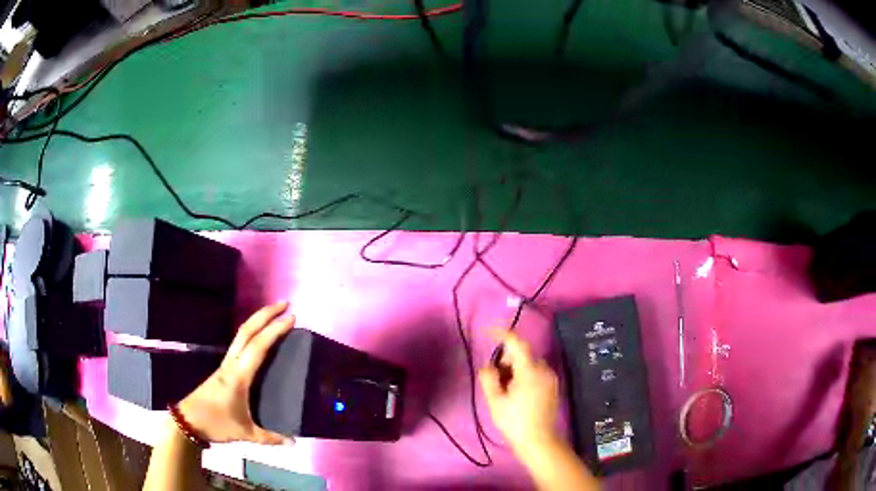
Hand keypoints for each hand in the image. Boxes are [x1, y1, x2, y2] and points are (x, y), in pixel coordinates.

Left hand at [176, 302, 295, 444]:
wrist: (188, 421)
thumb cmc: (216, 424)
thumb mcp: (245, 434)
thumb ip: (270, 438)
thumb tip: (295, 442)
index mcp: (238, 376)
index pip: (258, 347)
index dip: (274, 331)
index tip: (291, 318)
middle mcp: (231, 364)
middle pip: (246, 331)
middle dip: (265, 314)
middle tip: (285, 304)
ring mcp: (225, 365)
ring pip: (241, 335)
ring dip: (258, 321)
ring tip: (275, 315)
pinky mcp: (223, 369)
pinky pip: (239, 344)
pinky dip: (252, 334)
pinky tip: (260, 339)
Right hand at [478, 330, 560, 452]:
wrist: (539, 441)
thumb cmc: (515, 421)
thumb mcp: (496, 401)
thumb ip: (489, 378)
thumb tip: (488, 366)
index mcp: (530, 371)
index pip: (517, 344)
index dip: (502, 334)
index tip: (488, 331)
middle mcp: (544, 370)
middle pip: (523, 355)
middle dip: (507, 360)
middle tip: (496, 378)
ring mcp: (551, 378)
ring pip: (530, 364)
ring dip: (516, 369)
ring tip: (505, 390)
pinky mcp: (553, 387)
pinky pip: (537, 373)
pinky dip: (525, 376)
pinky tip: (517, 394)